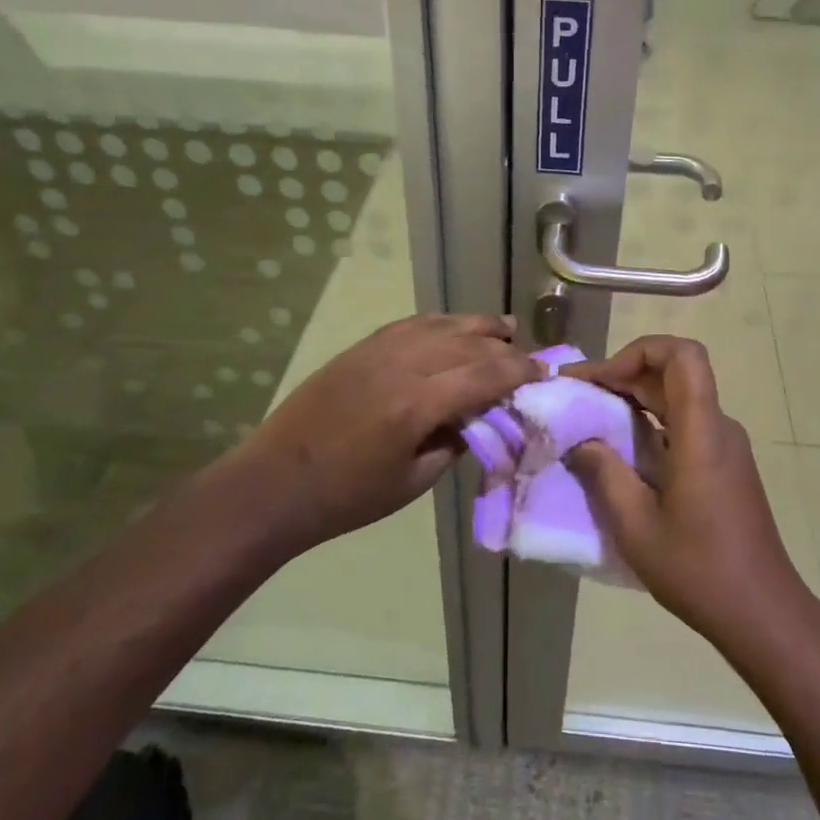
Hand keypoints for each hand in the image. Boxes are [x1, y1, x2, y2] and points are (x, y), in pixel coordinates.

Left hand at [221, 313, 540, 556]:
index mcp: (417, 404)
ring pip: (441, 325)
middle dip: (505, 348)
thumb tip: (480, 418)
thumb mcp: (412, 481)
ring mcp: (378, 350)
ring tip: (504, 328)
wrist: (274, 483)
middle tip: (528, 358)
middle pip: (468, 343)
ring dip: (477, 326)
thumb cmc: (347, 496)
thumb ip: (453, 443)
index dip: (520, 372)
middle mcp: (402, 365)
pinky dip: (440, 323)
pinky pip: (411, 324)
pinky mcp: (360, 348)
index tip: (545, 373)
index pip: (485, 375)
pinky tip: (453, 328)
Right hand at [564, 335, 811, 648]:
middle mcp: (718, 427)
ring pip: (678, 397)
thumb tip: (580, 439)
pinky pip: (684, 423)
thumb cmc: (698, 569)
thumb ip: (604, 472)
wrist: (762, 612)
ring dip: (634, 397)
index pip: (683, 355)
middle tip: (575, 393)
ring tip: (589, 416)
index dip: (639, 351)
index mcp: (701, 432)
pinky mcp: (724, 465)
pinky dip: (649, 422)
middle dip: (623, 373)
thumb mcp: (635, 525)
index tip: (601, 379)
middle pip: (674, 372)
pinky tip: (621, 449)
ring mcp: (725, 446)